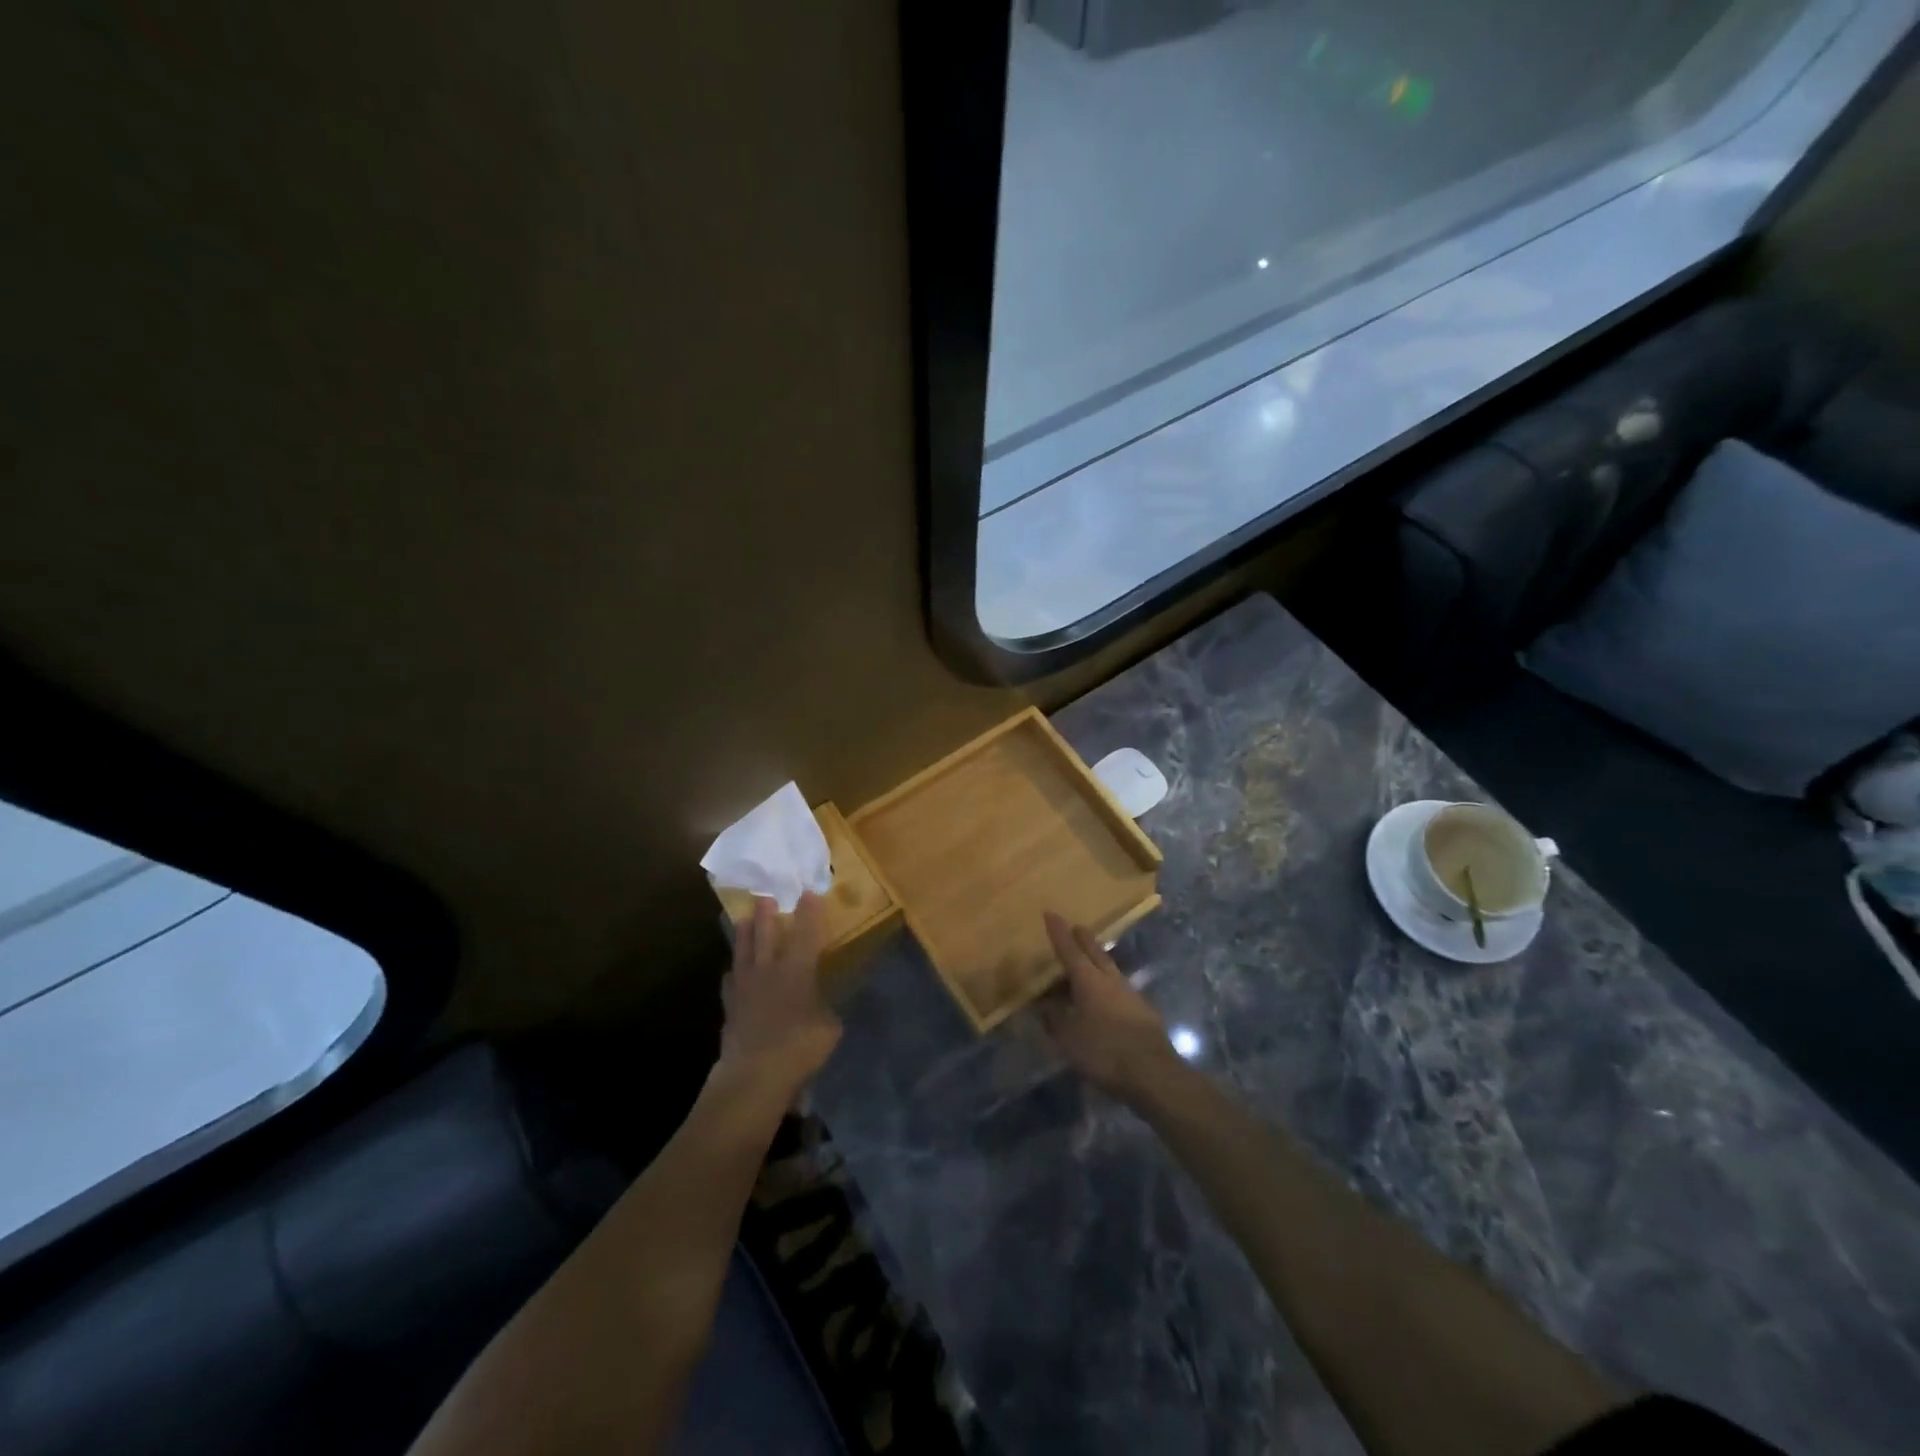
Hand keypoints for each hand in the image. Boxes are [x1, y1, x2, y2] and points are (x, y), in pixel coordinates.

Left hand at [718, 893, 841, 1094]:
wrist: (754, 1073)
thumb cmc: (800, 1046)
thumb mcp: (829, 1026)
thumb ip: (825, 1008)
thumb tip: (820, 1004)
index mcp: (798, 969)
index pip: (807, 933)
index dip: (810, 913)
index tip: (809, 893)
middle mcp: (769, 970)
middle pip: (766, 934)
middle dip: (767, 913)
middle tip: (765, 896)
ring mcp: (744, 987)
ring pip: (743, 952)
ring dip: (744, 934)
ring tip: (742, 919)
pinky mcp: (729, 1007)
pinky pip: (730, 982)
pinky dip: (733, 974)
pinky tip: (733, 973)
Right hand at [1039, 911, 1179, 1101]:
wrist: (1153, 1073)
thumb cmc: (1104, 1052)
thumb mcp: (1068, 1039)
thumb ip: (1054, 1019)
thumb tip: (1043, 1004)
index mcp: (1088, 980)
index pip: (1069, 950)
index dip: (1058, 933)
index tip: (1050, 913)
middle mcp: (1110, 979)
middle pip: (1095, 953)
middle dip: (1083, 939)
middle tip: (1076, 927)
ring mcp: (1130, 993)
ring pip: (1109, 968)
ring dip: (1098, 959)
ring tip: (1088, 959)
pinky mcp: (1143, 1010)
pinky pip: (1119, 987)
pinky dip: (1107, 983)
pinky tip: (1106, 995)